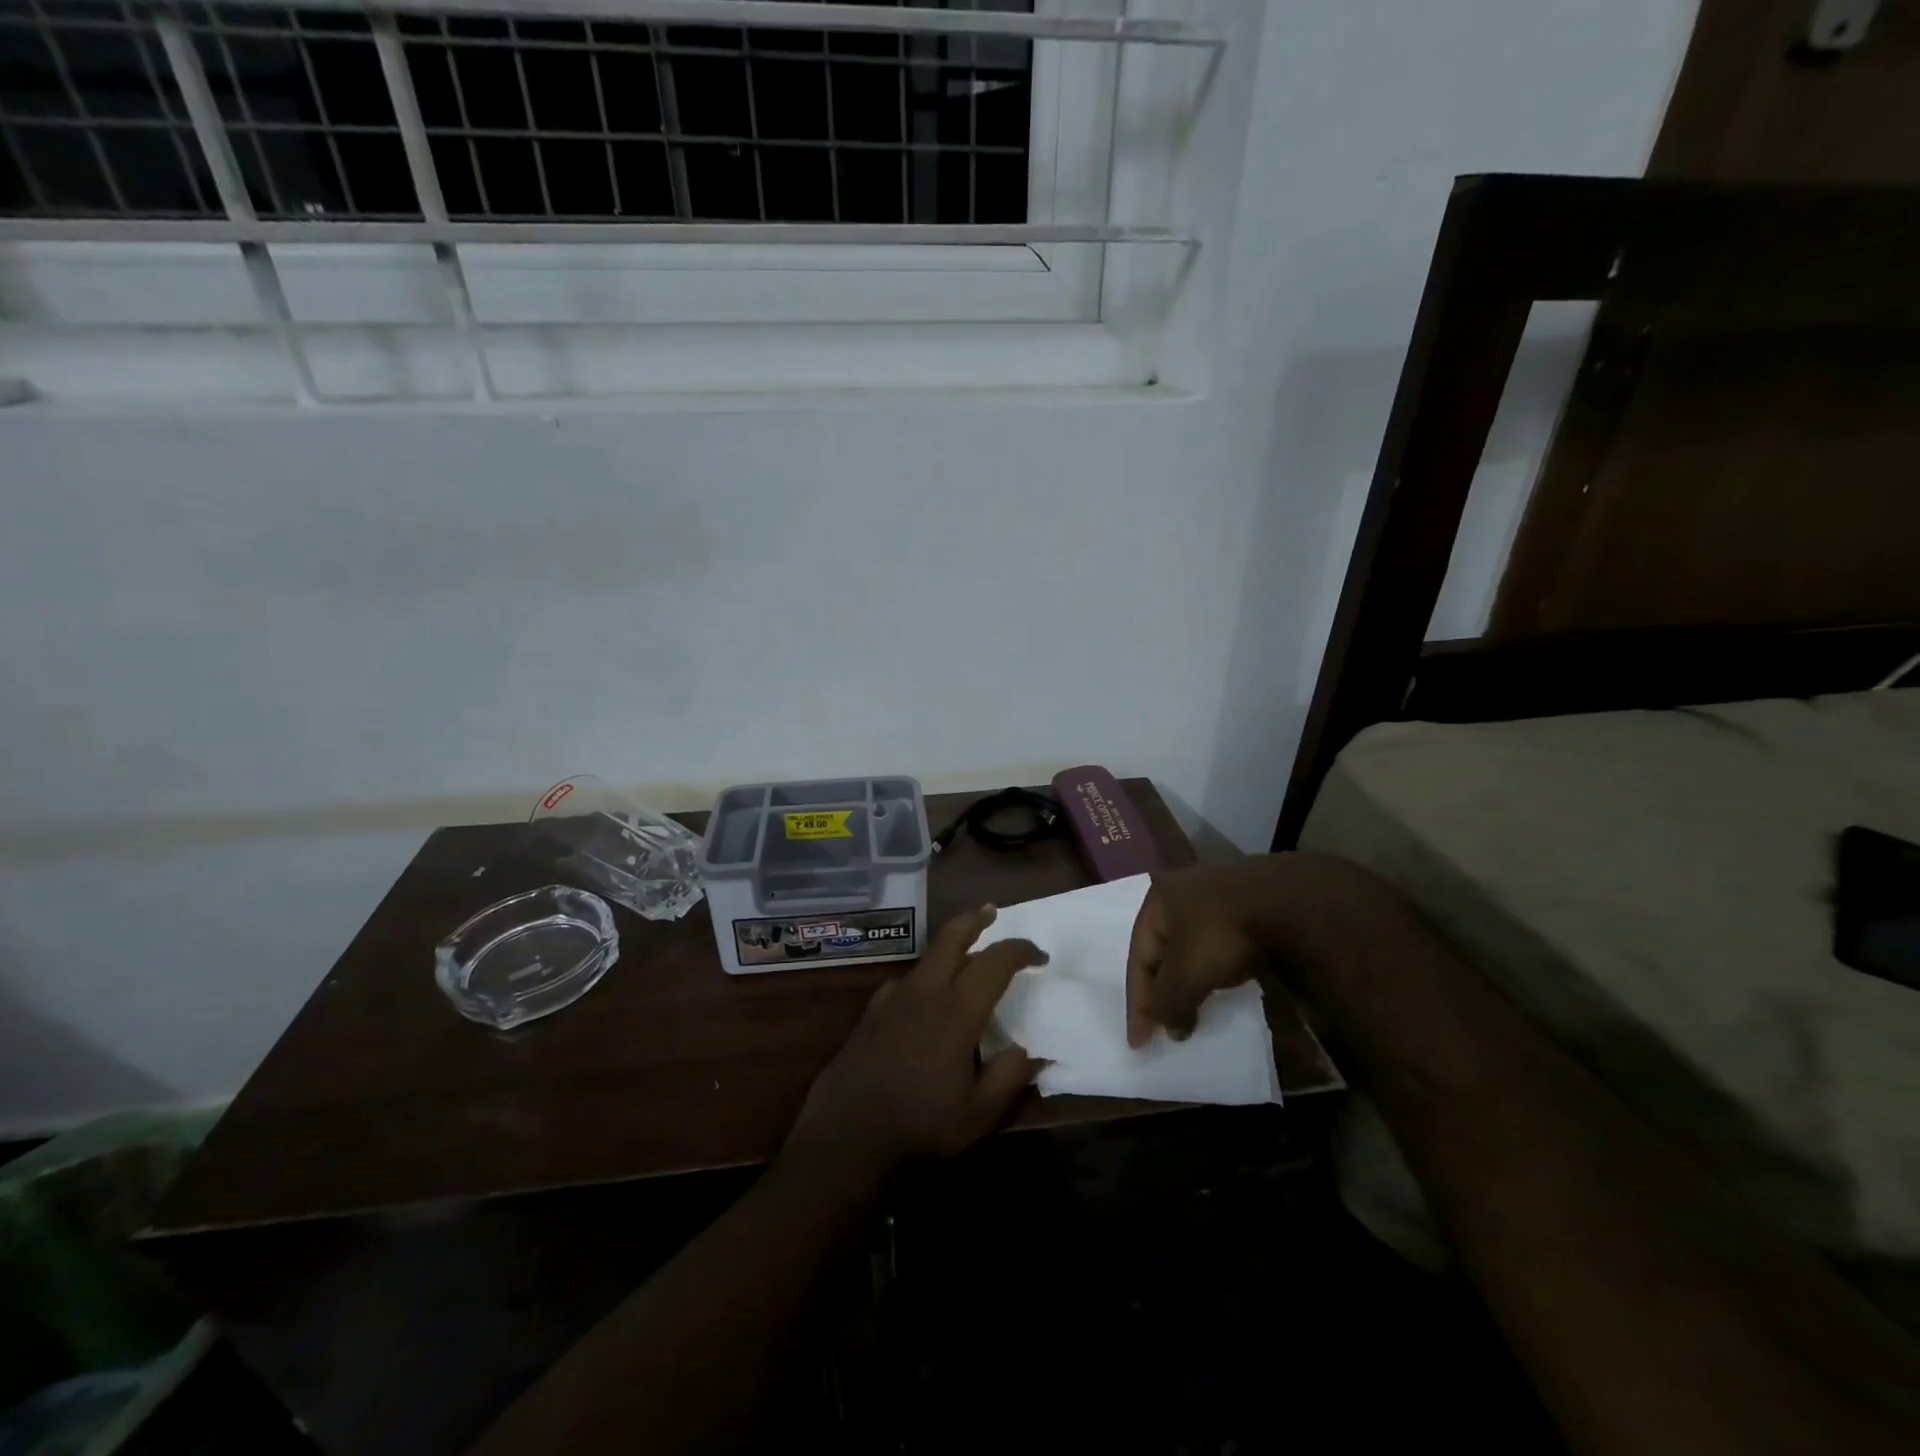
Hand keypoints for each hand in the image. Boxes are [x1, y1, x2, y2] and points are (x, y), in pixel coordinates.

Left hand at [786, 905, 1047, 1183]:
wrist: (845, 1142)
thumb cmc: (919, 1128)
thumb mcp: (978, 1114)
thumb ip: (1010, 1076)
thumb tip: (1032, 1050)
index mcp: (956, 1011)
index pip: (995, 963)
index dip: (1020, 951)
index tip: (1040, 956)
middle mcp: (924, 993)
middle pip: (951, 938)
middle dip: (975, 920)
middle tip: (991, 911)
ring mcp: (892, 1000)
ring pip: (926, 958)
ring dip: (949, 946)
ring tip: (965, 953)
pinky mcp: (870, 1014)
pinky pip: (904, 982)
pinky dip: (923, 977)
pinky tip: (924, 997)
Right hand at [1126, 854, 1393, 1046]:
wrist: (1289, 901)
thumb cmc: (1223, 933)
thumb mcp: (1187, 974)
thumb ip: (1169, 1003)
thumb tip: (1171, 1029)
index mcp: (1158, 899)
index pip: (1138, 958)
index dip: (1138, 1004)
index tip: (1139, 1044)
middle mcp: (1182, 890)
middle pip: (1163, 951)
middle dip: (1163, 990)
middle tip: (1165, 1026)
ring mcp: (1219, 894)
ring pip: (1193, 947)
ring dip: (1191, 980)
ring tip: (1194, 1010)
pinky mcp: (1249, 904)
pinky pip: (1221, 944)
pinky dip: (1217, 969)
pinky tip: (1225, 985)